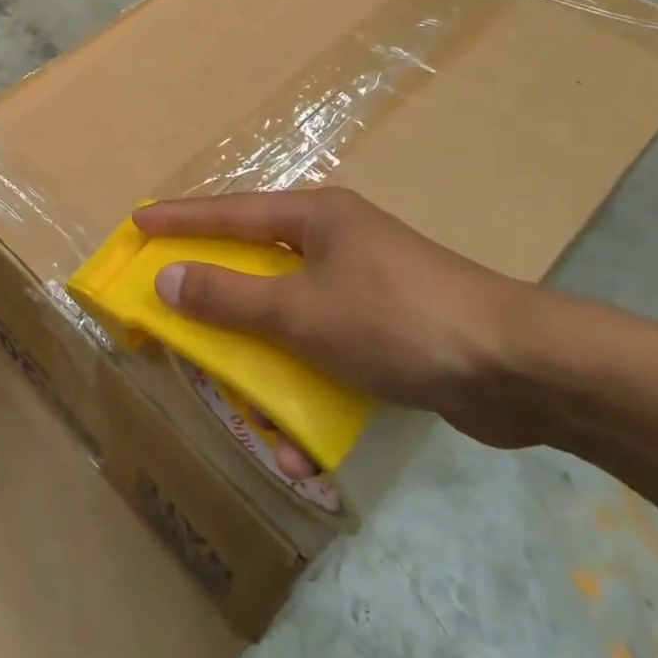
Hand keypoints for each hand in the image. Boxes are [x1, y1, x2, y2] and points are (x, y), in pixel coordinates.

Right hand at [133, 189, 532, 449]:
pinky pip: (324, 351)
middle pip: (256, 264)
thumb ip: (228, 296)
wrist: (519, 369)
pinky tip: (303, 446)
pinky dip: (307, 388)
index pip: (229, 211)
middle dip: (217, 298)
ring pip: (289, 317)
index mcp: (315, 217)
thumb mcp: (300, 310)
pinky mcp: (386, 330)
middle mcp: (335, 242)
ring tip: (241, 402)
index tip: (138, 223)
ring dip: (263, 362)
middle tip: (174, 311)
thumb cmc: (396, 319)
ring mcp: (363, 286)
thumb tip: (167, 279)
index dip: (180, 219)